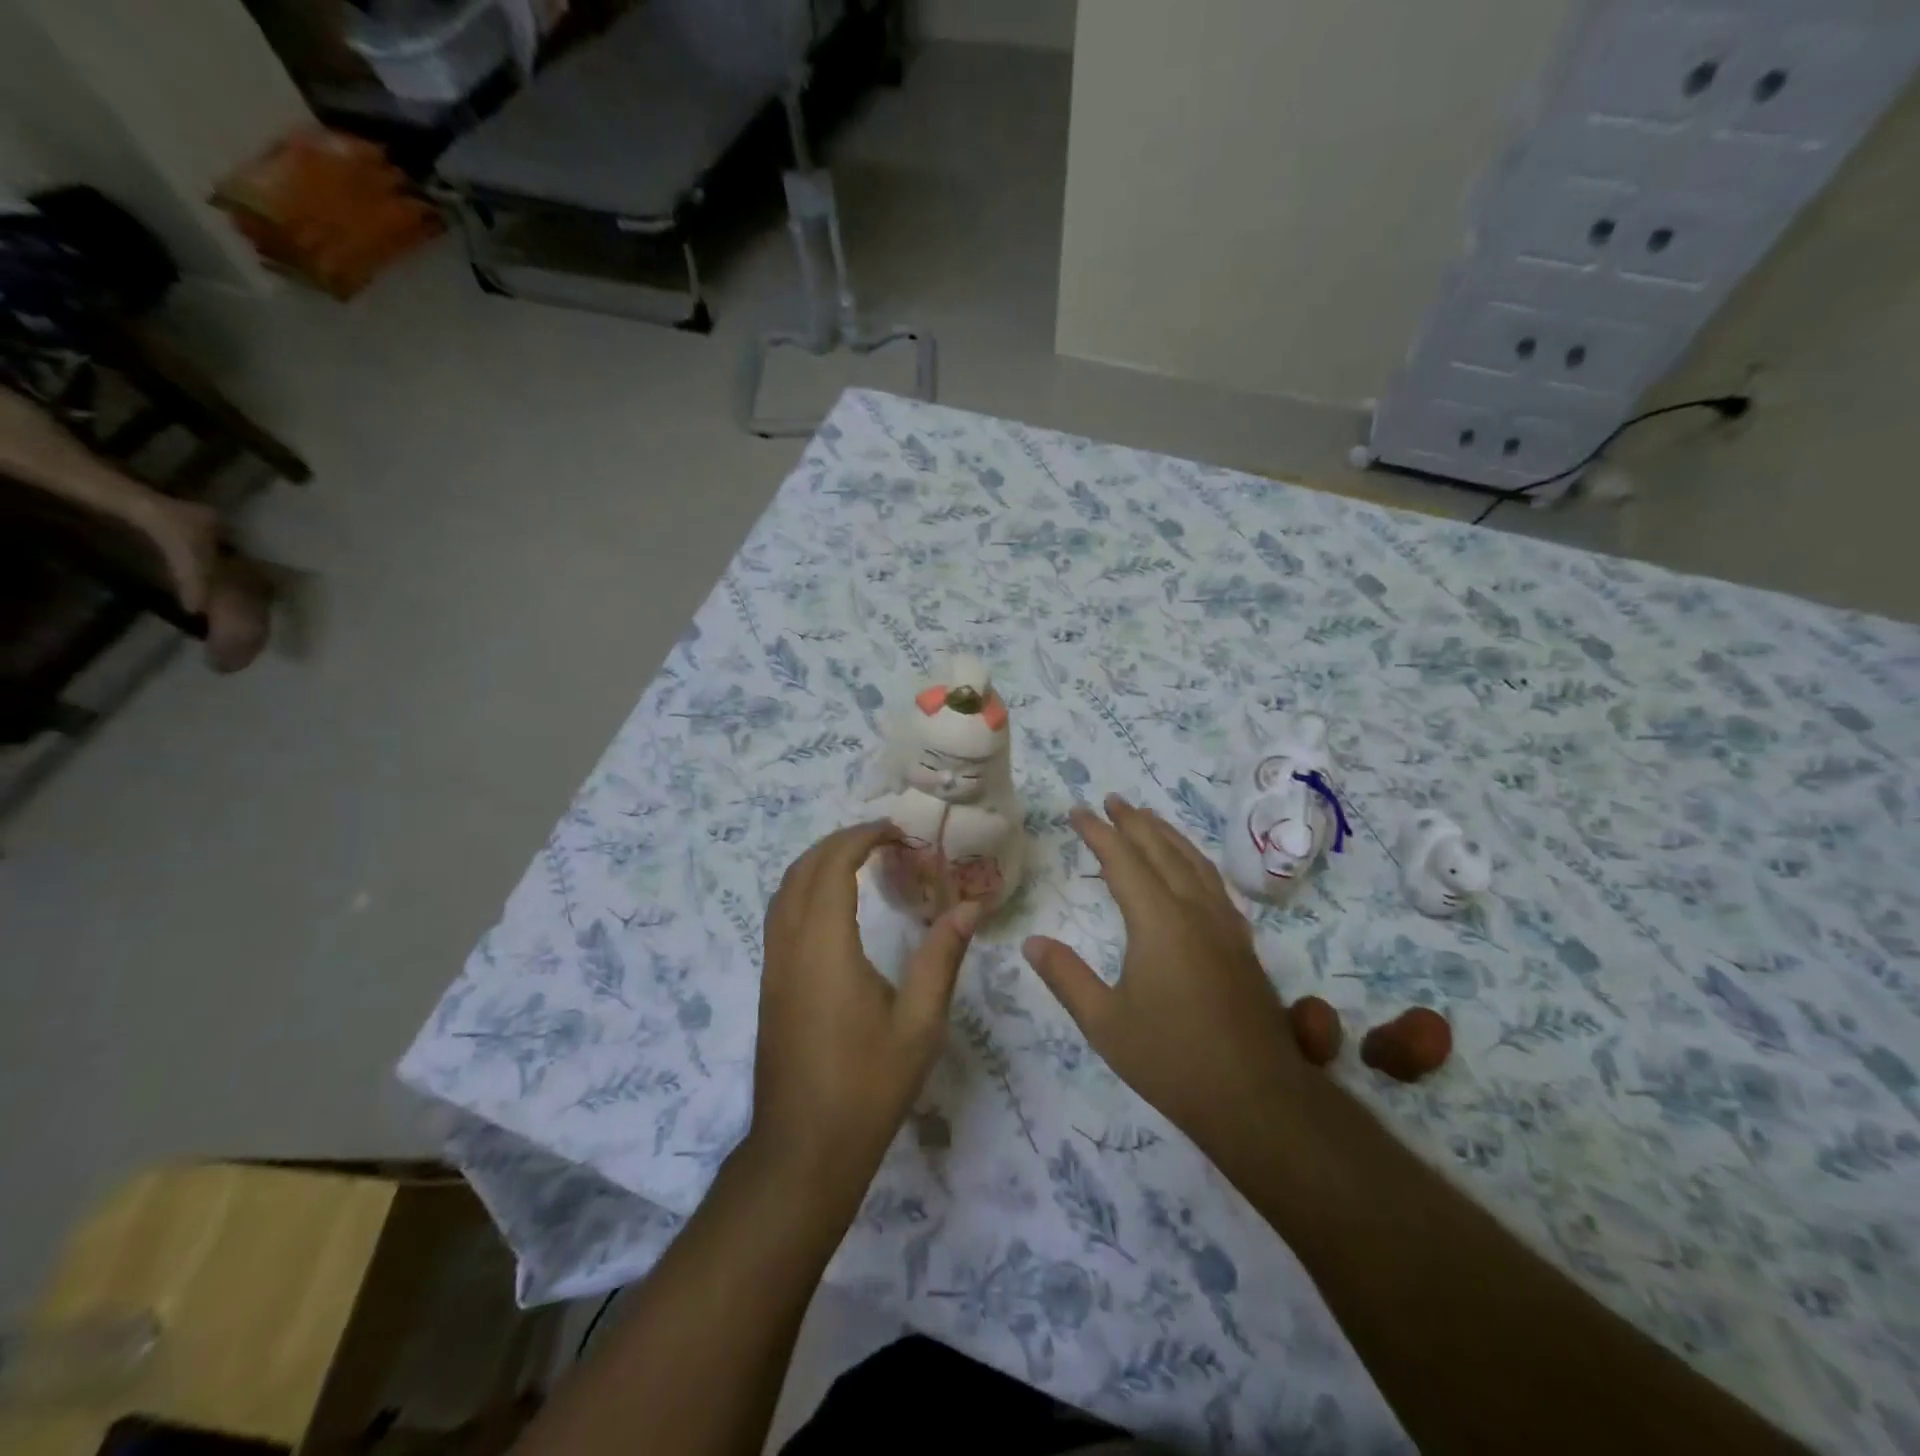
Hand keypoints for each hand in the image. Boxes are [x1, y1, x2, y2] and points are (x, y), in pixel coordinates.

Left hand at [749, 821, 979, 1191]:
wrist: (803, 1150)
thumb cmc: (867, 1087)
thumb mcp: (919, 1024)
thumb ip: (941, 958)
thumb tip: (970, 907)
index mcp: (825, 947)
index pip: (832, 867)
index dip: (860, 838)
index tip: (895, 831)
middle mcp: (790, 947)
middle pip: (802, 870)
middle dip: (839, 843)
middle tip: (883, 839)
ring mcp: (773, 967)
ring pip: (784, 892)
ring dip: (818, 864)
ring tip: (861, 861)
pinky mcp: (771, 986)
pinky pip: (780, 916)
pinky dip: (806, 890)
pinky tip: (836, 908)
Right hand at [1023, 796, 1306, 1167]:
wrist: (1256, 1099)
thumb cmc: (1172, 1059)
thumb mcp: (1104, 1023)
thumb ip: (1066, 977)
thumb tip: (1032, 942)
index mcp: (1159, 921)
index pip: (1124, 860)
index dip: (1099, 832)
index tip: (1078, 811)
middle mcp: (1195, 910)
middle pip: (1162, 850)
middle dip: (1134, 822)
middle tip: (1112, 800)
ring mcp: (1224, 926)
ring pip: (1194, 862)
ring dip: (1167, 835)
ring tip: (1148, 819)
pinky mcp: (1241, 944)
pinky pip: (1213, 883)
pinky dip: (1193, 860)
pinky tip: (1190, 870)